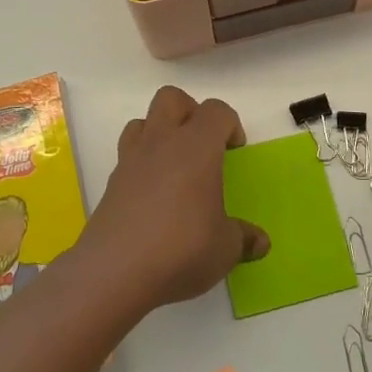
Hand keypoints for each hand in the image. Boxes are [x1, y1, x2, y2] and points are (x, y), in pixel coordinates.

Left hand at [81, 86, 269, 309]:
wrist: (113, 273)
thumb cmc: (181, 249)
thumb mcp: (225, 249)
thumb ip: (243, 239)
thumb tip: (260, 242)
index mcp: (196, 147)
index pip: (216, 111)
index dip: (230, 124)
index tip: (235, 150)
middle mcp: (161, 143)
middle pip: (171, 98)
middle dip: (190, 112)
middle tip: (204, 145)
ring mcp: (130, 161)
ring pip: (142, 121)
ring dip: (160, 133)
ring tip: (175, 166)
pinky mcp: (110, 184)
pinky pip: (127, 156)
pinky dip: (142, 165)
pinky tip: (154, 197)